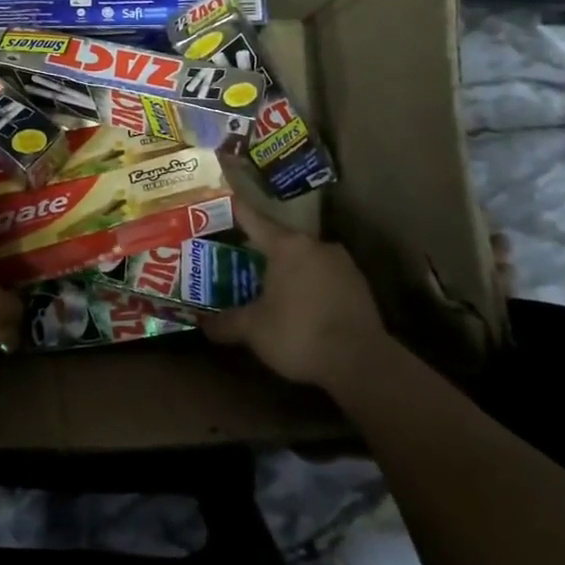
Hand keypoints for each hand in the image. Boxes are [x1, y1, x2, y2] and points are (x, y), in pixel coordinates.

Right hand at [200, 199, 391, 394]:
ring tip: (269, 285)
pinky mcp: (359, 285)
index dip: (234, 212)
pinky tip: (301, 304)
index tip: (221, 203)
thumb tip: (202, 324)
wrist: (362, 362)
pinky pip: (324, 276)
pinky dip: (309, 284)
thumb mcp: (253, 330)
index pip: (252, 219)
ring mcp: (342, 263)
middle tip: (237, 259)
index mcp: (286, 245)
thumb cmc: (299, 333)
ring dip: (287, 268)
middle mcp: (315, 245)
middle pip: (280, 240)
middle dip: (259, 249)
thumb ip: (225, 323)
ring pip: (304, 258)